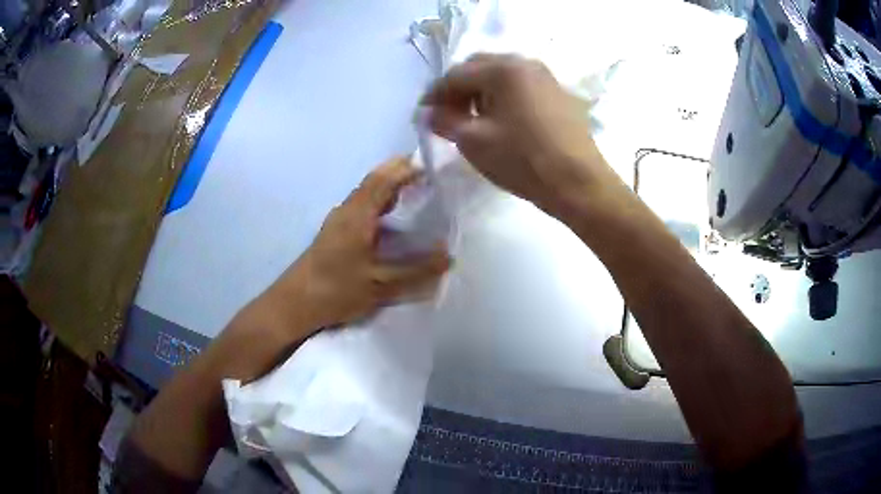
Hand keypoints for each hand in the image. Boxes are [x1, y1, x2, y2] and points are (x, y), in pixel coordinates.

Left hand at [264, 157, 450, 334]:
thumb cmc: (335, 290)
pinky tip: (391, 219)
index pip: (384, 180)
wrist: (295, 304)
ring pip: (366, 193)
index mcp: (357, 215)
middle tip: (427, 174)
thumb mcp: (380, 284)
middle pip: (374, 181)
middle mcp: (347, 210)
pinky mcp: (335, 232)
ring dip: (389, 186)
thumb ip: (416, 271)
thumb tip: (448, 257)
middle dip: (399, 172)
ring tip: (415, 191)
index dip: (407, 170)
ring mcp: (338, 221)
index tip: (432, 168)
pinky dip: (380, 202)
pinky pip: (362, 206)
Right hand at [422, 53, 624, 216]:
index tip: (423, 114)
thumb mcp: (474, 141)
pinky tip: (502, 120)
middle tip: (447, 115)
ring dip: (481, 91)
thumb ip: (444, 121)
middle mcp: (525, 63)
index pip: (456, 75)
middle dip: (458, 89)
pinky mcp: (558, 94)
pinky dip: (503, 96)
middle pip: (479, 67)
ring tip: (473, 119)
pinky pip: (521, 86)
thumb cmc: (523, 160)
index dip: (434, 94)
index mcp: (503, 69)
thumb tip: (428, 113)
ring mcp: (546, 77)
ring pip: (502, 75)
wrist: (579, 183)